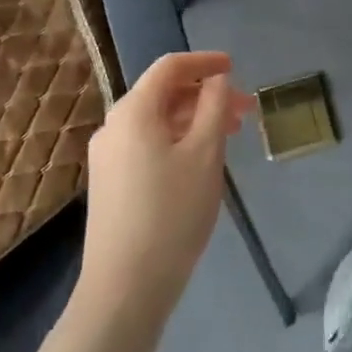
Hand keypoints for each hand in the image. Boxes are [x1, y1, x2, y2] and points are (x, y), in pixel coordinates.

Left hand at [80, 51, 253, 319]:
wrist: (124, 289)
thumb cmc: (171, 213)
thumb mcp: (205, 154)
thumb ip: (215, 106)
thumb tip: (217, 79)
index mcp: (133, 110)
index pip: (170, 66)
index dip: (205, 61)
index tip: (235, 68)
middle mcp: (113, 125)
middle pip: (163, 93)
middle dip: (205, 95)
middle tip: (244, 111)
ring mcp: (107, 156)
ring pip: (156, 121)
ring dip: (193, 119)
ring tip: (229, 137)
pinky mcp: (109, 183)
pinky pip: (146, 143)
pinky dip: (176, 140)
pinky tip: (199, 161)